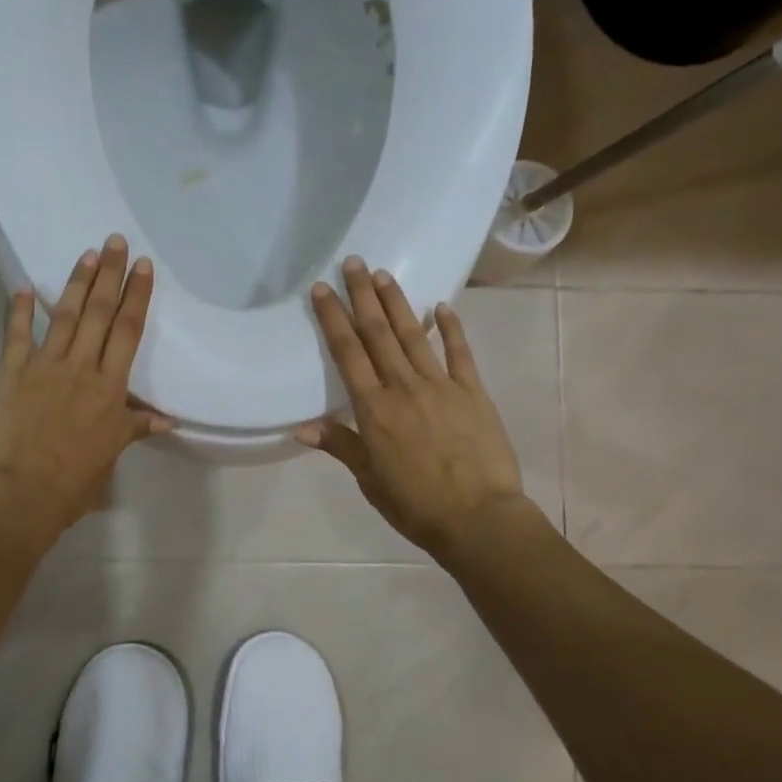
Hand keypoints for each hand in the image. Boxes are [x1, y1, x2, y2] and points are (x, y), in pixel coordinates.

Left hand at [0, 235, 171, 542]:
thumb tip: (168, 420)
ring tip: (87, 254)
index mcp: (110, 387)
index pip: (128, 331)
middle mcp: (81, 367)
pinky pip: (17, 335)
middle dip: (110, 274)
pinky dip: (20, 310)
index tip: (143, 266)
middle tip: (115, 241)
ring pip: (66, 315)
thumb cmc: (72, 481)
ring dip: (77, 283)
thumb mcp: (111, 454)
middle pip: (100, 312)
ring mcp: (45, 366)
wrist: (20, 494)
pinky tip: (24, 287)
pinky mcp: (12, 372)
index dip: (137, 296)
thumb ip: (135, 428)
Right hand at [299, 257, 528, 559]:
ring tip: (383, 275)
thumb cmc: (416, 505)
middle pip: (378, 333)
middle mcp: (403, 387)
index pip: (348, 353)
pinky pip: (459, 353)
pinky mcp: (473, 392)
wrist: (479, 519)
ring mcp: (441, 386)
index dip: (333, 318)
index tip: (321, 289)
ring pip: (413, 335)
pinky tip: (442, 306)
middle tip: (354, 262)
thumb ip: (340, 445)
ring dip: (397, 303)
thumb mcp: (370, 479)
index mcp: (374, 409)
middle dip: (362, 296)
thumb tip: (301, 427)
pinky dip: (451, 328)